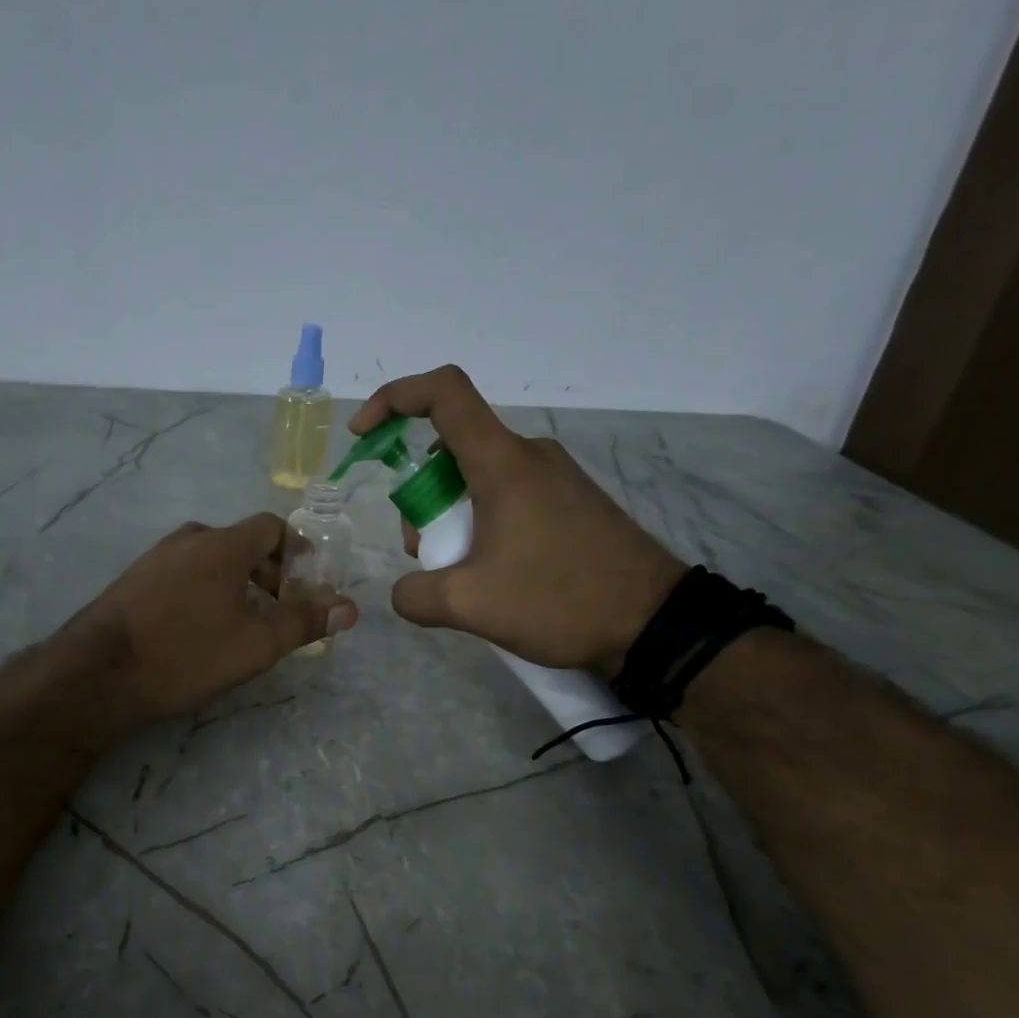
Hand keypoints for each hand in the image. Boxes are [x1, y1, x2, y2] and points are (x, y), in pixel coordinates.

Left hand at [73, 514, 357, 722]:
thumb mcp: (255, 645)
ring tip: (243, 621)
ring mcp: (156, 556)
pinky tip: (199, 626)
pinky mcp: (134, 579)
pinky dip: (204, 588)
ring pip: (210, 558)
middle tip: (280, 608)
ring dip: (236, 581)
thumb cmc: (186, 654)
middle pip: (241, 542)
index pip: (272, 526)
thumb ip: (303, 622)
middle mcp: (189, 538)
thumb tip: (349, 607)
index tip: (308, 582)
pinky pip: (183, 572)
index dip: (297, 550)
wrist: (99, 673)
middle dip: (269, 571)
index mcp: (223, 544)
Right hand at [349, 365, 683, 672]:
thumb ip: (415, 594)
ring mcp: (555, 478)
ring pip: (478, 477)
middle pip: (451, 449)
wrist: (654, 624)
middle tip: (425, 552)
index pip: (443, 394)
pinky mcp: (571, 502)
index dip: (394, 398)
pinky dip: (481, 523)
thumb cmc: (558, 599)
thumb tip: (404, 591)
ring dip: (450, 516)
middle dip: (420, 496)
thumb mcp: (469, 604)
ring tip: (460, 573)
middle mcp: (529, 456)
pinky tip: (492, 573)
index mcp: (502, 463)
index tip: (364, 435)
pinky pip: (507, 496)